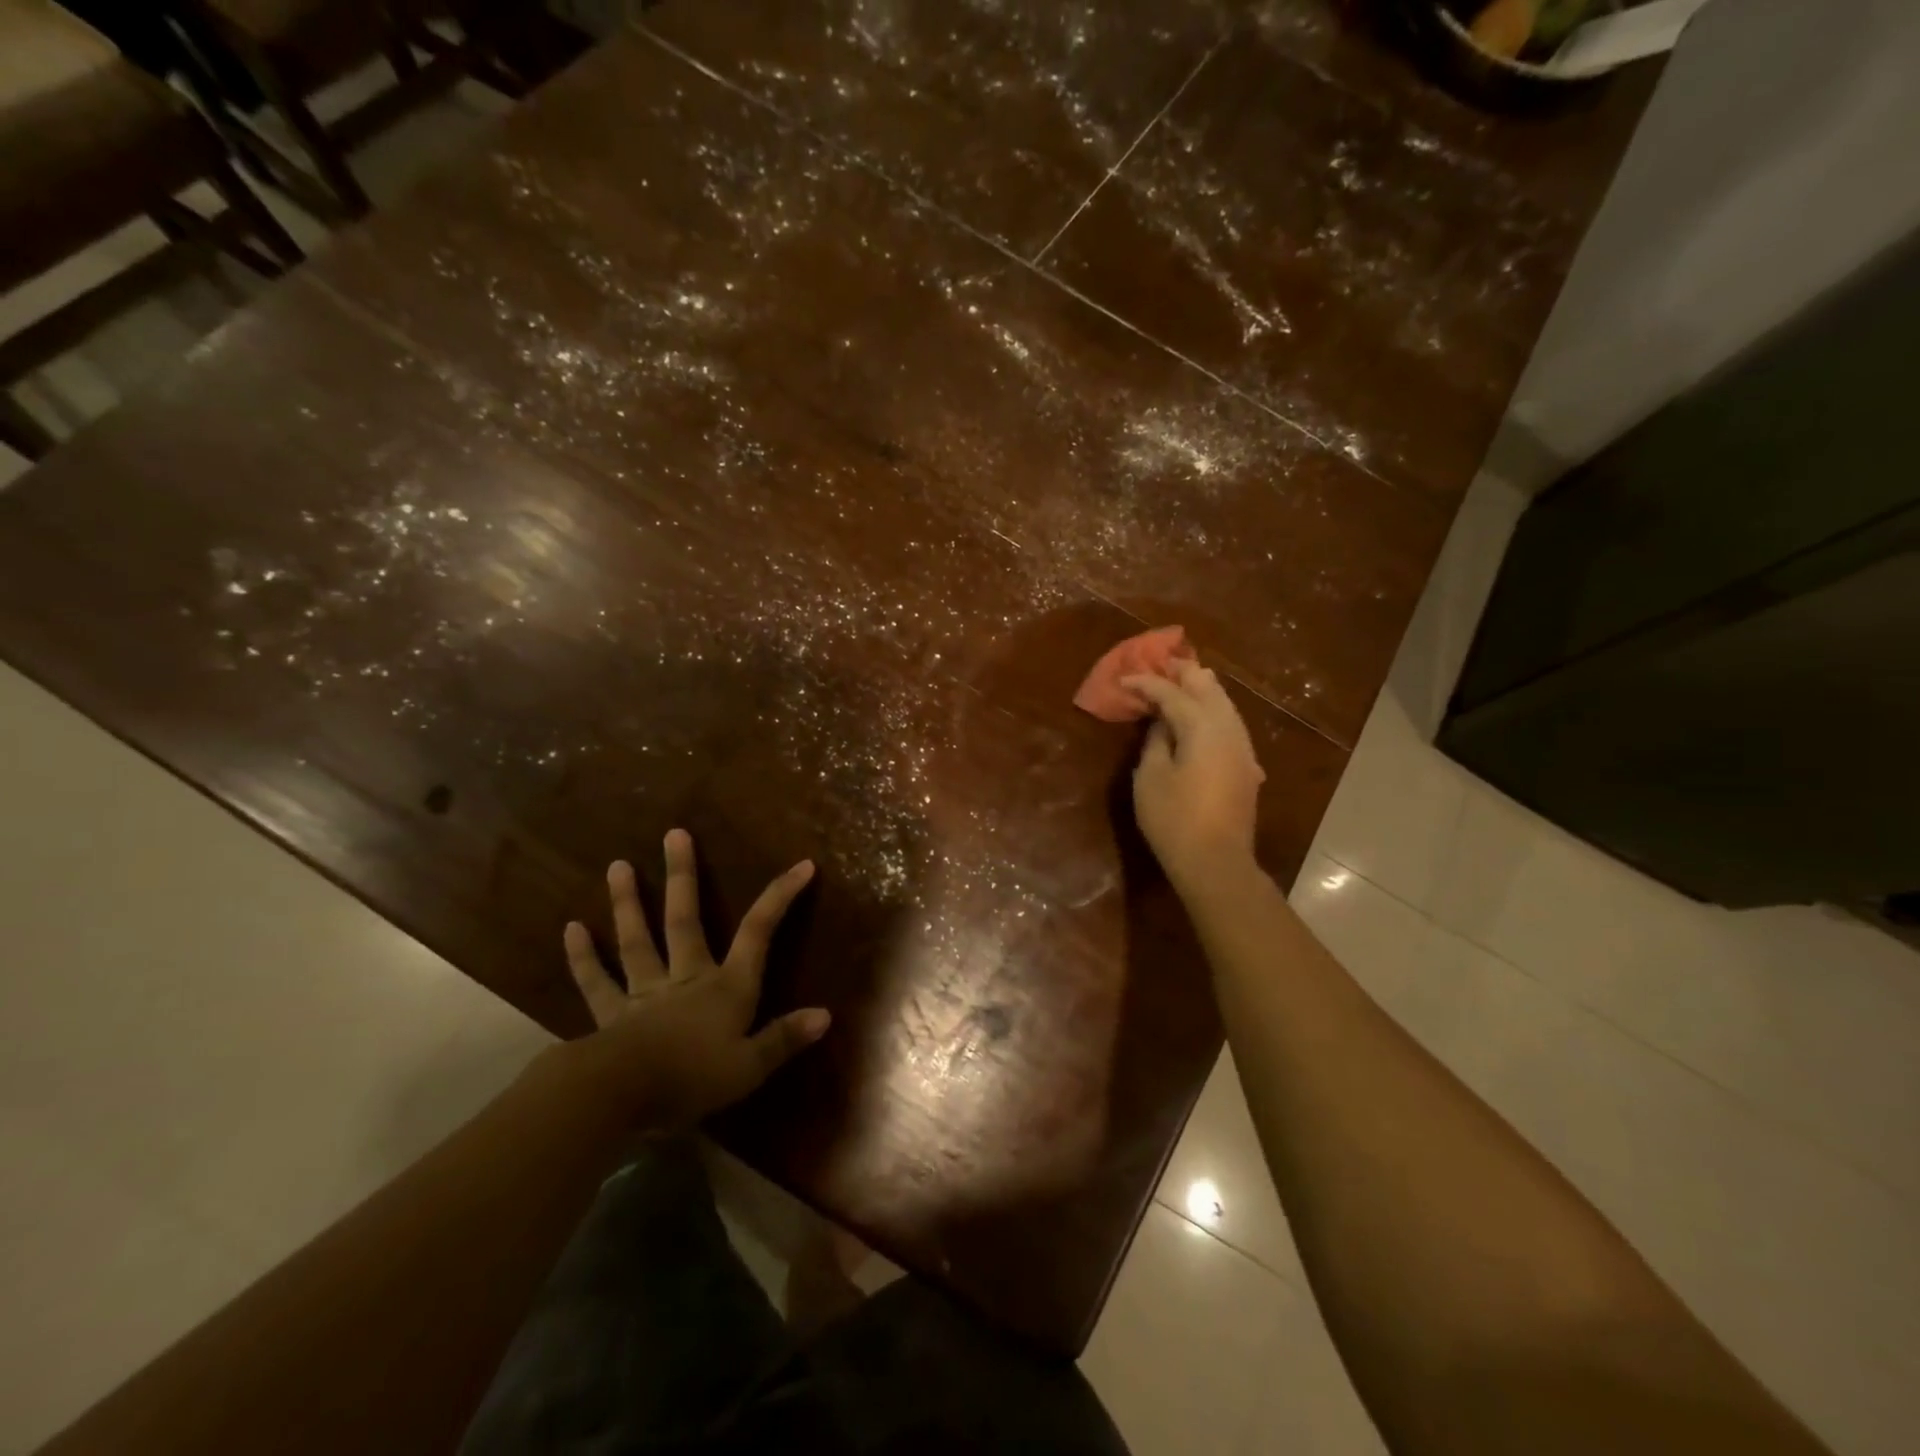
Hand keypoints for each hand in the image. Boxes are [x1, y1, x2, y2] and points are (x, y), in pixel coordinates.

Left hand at [560, 829, 828, 1127]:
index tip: (801, 864)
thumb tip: (825, 1014)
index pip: (759, 933)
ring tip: (617, 865)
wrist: (621, 1096)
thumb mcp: (749, 1067)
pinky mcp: (611, 1015)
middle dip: (683, 877)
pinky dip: (583, 957)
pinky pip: (597, 982)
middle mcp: (686, 978)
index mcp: (726, 987)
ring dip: (628, 902)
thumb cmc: (692, 1079)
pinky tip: (571, 928)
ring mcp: (645, 993)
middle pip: (685, 920)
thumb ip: (784, 1039)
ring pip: (637, 940)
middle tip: (674, 834)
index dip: (780, 897)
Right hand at [1124, 658, 1266, 886]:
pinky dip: (1213, 709)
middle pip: (1207, 689)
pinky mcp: (1246, 765)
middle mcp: (1228, 729)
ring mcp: (1242, 747)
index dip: (1146, 683)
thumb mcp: (1151, 776)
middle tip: (1162, 662)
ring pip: (1224, 704)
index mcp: (1202, 727)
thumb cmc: (1174, 818)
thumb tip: (1162, 723)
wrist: (1216, 861)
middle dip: (1183, 674)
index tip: (1124, 678)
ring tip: (1184, 678)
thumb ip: (1156, 741)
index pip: (1171, 694)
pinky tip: (1204, 714)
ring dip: (1202, 689)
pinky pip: (1229, 723)